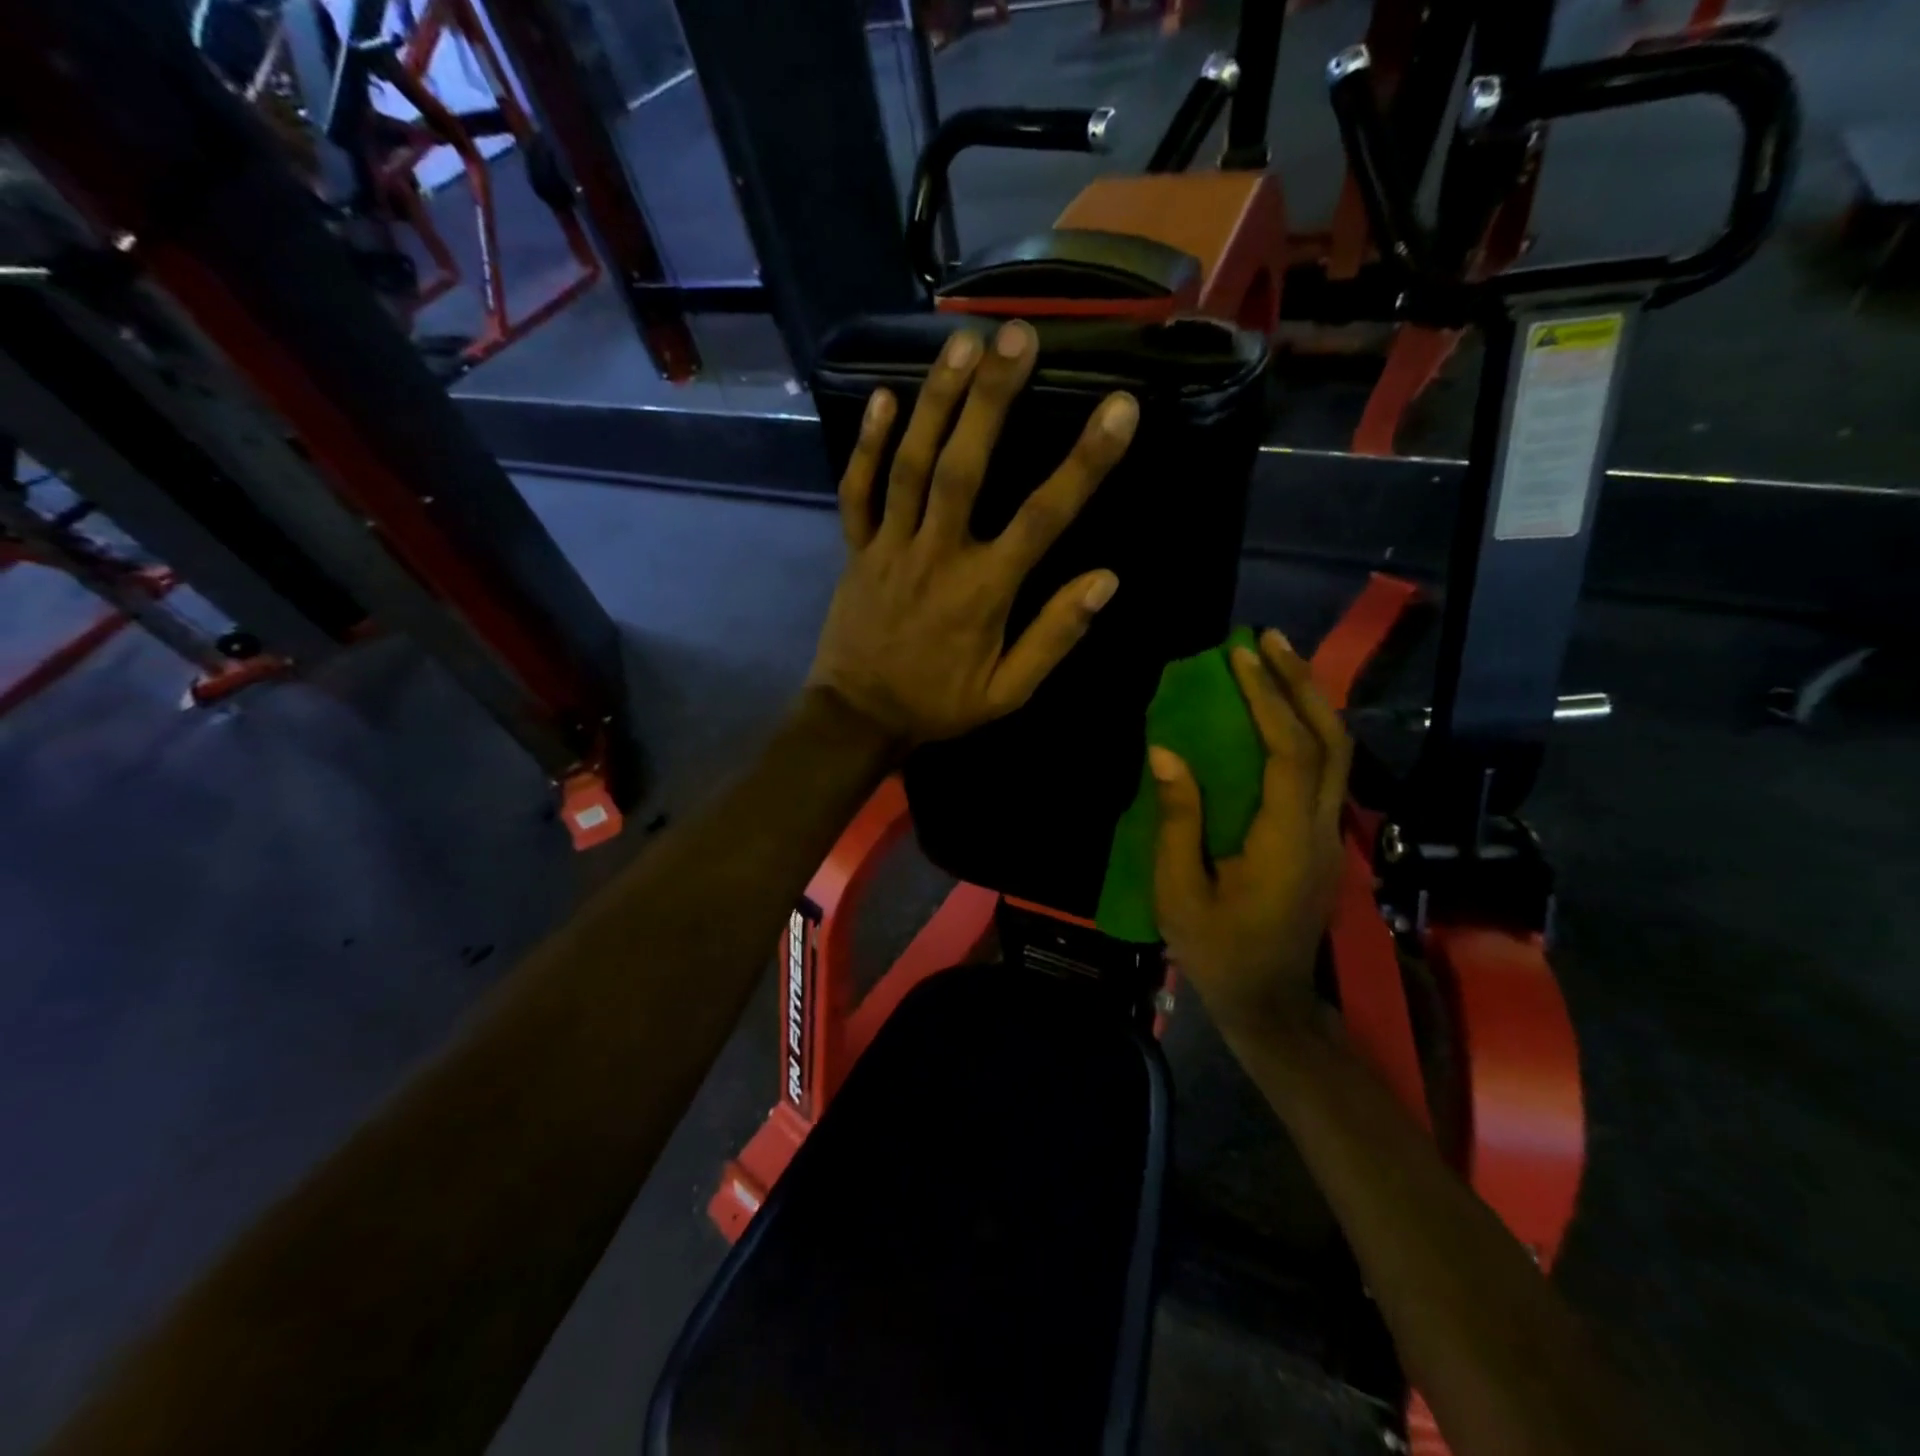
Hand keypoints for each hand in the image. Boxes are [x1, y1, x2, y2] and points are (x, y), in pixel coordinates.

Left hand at [807, 320, 1139, 746]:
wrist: (859, 718)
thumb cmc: (940, 705)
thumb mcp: (1009, 691)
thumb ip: (1055, 636)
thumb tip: (1106, 580)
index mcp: (984, 591)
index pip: (1043, 518)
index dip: (1084, 463)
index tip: (1120, 408)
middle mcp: (938, 555)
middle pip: (964, 468)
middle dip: (992, 399)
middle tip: (1017, 334)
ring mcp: (890, 547)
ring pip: (910, 466)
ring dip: (935, 402)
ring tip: (960, 342)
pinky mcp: (857, 550)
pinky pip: (857, 492)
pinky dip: (867, 446)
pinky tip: (884, 397)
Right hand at [1150, 630, 1351, 1037]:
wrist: (1271, 1004)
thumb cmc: (1218, 952)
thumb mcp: (1179, 891)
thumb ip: (1177, 819)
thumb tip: (1166, 752)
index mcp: (1287, 841)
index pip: (1289, 754)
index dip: (1268, 699)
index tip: (1238, 656)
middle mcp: (1322, 830)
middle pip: (1330, 741)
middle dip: (1301, 684)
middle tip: (1268, 639)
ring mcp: (1330, 836)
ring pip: (1336, 754)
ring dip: (1307, 702)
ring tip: (1274, 661)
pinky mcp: (1322, 841)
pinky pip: (1322, 771)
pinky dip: (1303, 730)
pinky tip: (1276, 714)